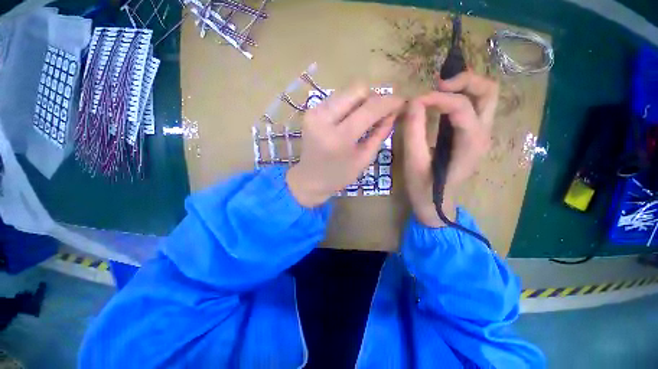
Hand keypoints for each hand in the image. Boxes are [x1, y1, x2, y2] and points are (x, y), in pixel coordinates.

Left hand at [287, 84, 403, 207]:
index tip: (401, 102)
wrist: (309, 179)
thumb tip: (393, 112)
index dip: (389, 101)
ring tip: (367, 116)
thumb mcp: (364, 159)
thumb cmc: (338, 175)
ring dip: (362, 100)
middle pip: (357, 89)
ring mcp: (314, 112)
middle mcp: (323, 118)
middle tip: (381, 111)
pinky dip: (349, 104)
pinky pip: (337, 98)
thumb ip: (380, 134)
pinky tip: (352, 118)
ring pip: (347, 91)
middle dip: (374, 97)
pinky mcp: (310, 111)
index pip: (369, 108)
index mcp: (339, 138)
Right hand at [403, 72, 498, 226]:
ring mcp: (480, 135)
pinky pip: (475, 107)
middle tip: (438, 84)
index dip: (438, 98)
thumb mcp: (413, 162)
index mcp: (470, 145)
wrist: (436, 205)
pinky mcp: (472, 137)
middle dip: (465, 81)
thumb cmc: (424, 188)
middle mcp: (483, 136)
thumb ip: (413, 132)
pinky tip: (442, 101)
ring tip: (439, 89)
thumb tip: (413, 103)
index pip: (462, 107)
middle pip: (489, 93)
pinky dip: (461, 97)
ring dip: (465, 87)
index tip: (415, 102)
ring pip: (485, 97)